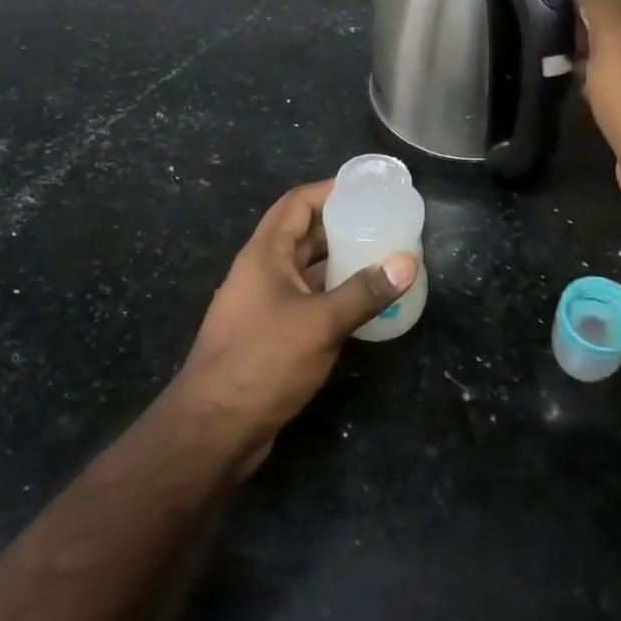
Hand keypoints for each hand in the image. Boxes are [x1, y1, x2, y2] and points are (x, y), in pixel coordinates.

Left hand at [175, 180, 417, 470]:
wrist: (213, 430)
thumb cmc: (262, 362)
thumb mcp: (321, 323)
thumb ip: (365, 291)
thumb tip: (408, 262)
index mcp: (264, 255)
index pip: (296, 204)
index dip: (329, 190)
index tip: (367, 190)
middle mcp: (262, 273)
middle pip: (304, 235)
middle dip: (342, 227)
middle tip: (385, 224)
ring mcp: (265, 306)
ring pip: (307, 271)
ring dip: (340, 263)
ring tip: (383, 259)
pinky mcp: (272, 336)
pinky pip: (308, 302)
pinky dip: (335, 296)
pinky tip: (365, 305)